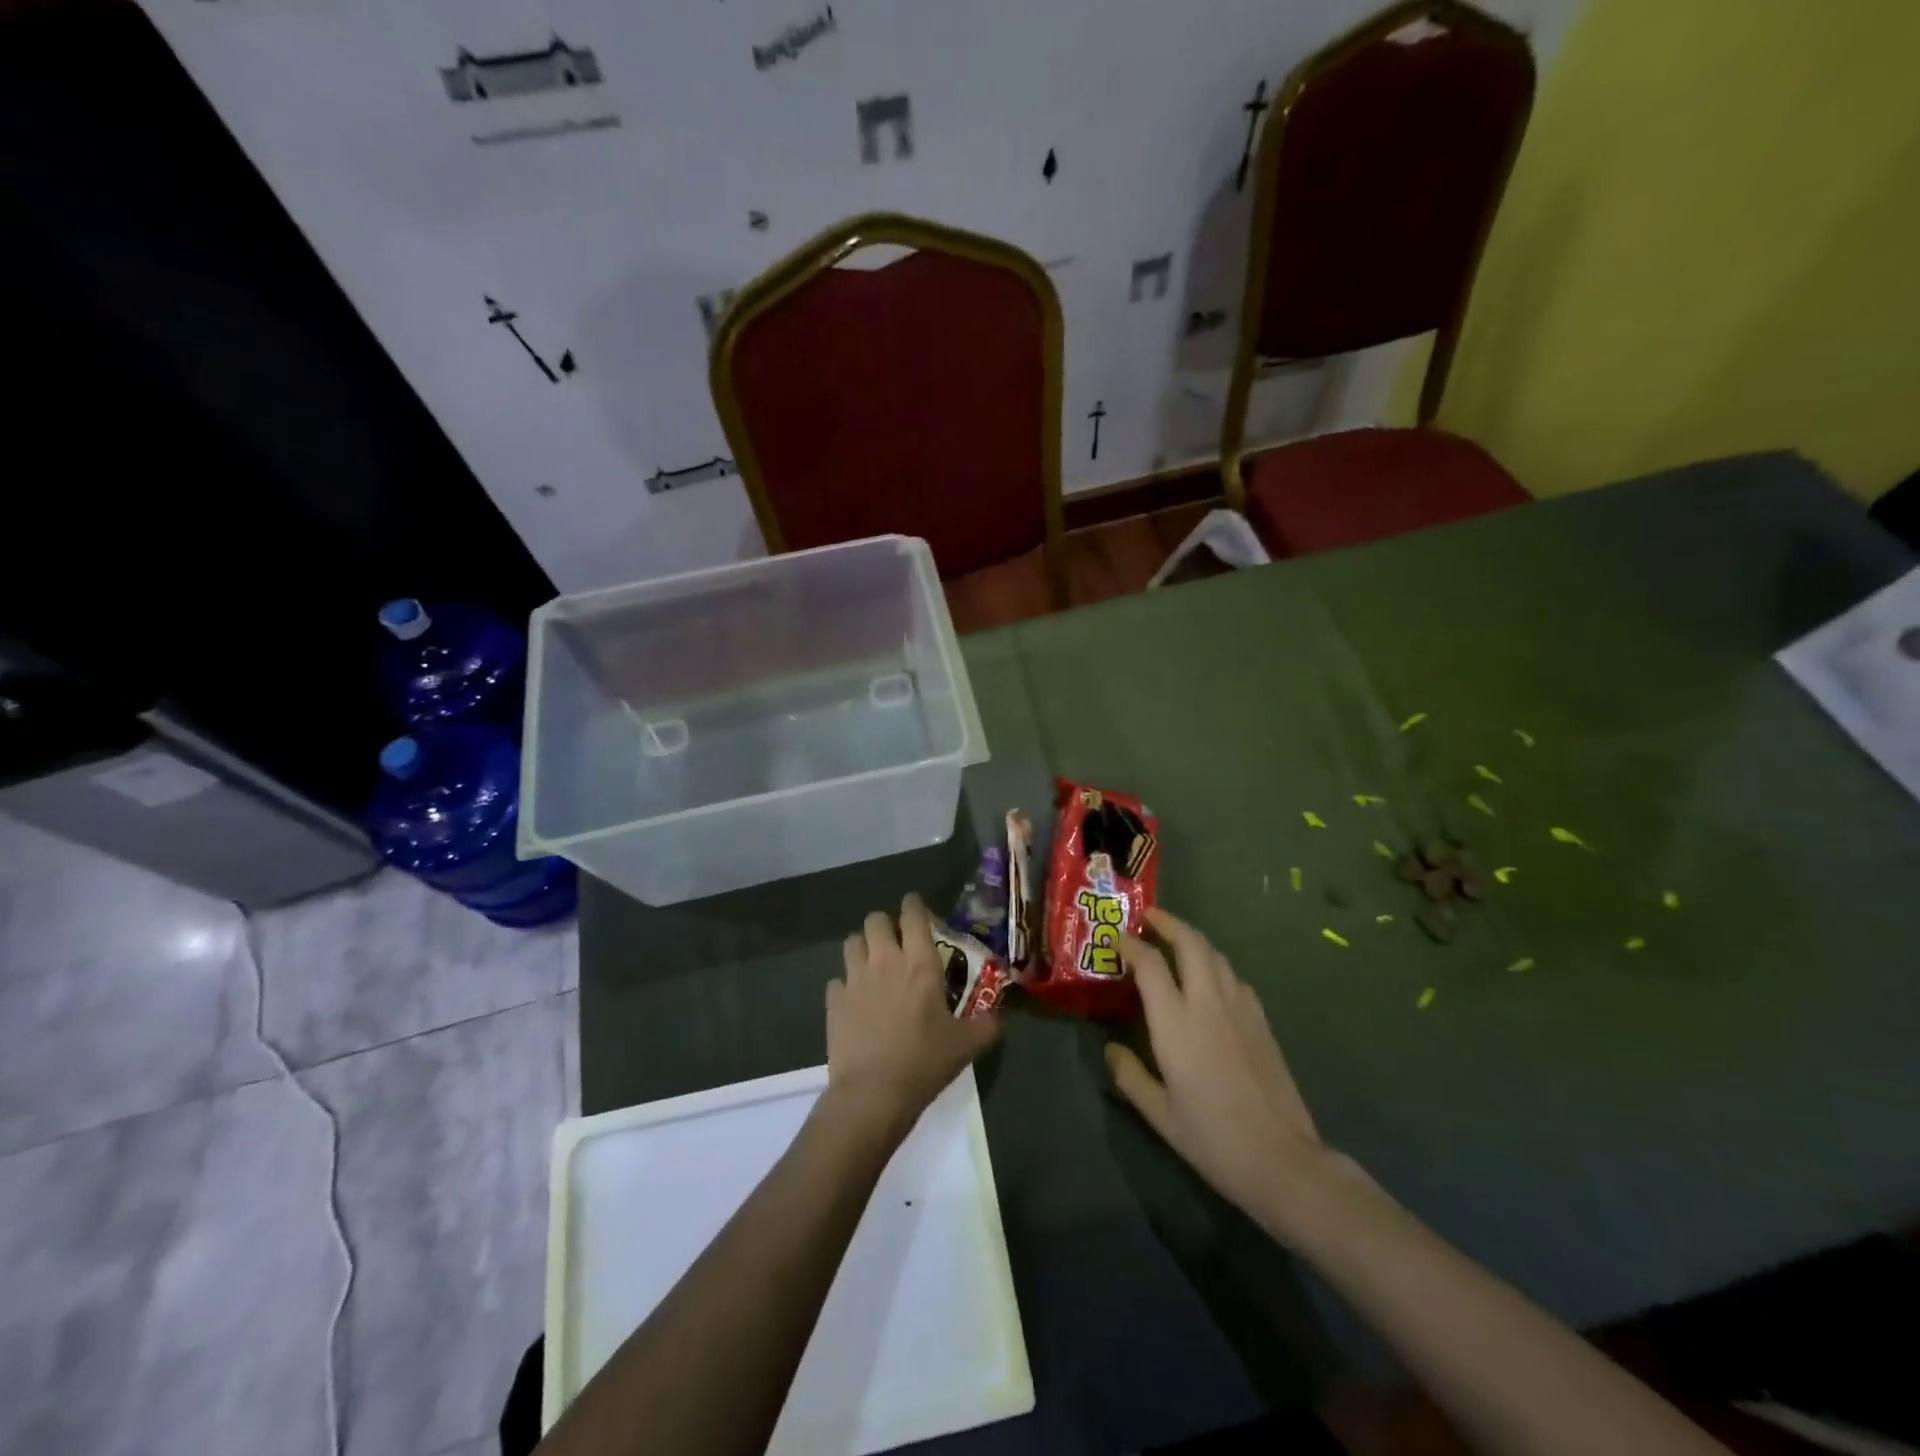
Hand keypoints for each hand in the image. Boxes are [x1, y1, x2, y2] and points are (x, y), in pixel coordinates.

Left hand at [826, 895, 998, 1137]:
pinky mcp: (833, 1001)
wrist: (873, 1093)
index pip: (914, 916)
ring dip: (862, 947)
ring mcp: (855, 979)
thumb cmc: (924, 1062)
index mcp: (920, 964)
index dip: (914, 905)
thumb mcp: (966, 1045)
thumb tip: (997, 1017)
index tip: (915, 906)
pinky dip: (845, 985)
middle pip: (875, 920)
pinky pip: (836, 980)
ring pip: (851, 942)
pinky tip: (854, 1001)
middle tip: (895, 941)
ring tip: (871, 964)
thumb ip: (986, 1025)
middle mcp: (885, 961)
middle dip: (884, 924)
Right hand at [1106, 907, 1337, 1238]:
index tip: (1117, 939)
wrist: (1282, 1160)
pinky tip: (1210, 982)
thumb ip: (1130, 1076)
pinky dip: (1215, 966)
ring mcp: (1240, 1008)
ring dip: (1192, 940)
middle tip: (1149, 918)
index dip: (1130, 944)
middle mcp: (1208, 1003)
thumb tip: (1111, 1050)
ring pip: (1216, 955)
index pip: (1149, 963)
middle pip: (1190, 942)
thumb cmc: (1213, 1138)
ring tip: (1175, 942)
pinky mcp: (1262, 1021)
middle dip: (1168, 923)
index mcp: (1176, 1023)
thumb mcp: (1159, 1114)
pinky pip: (1234, 977)